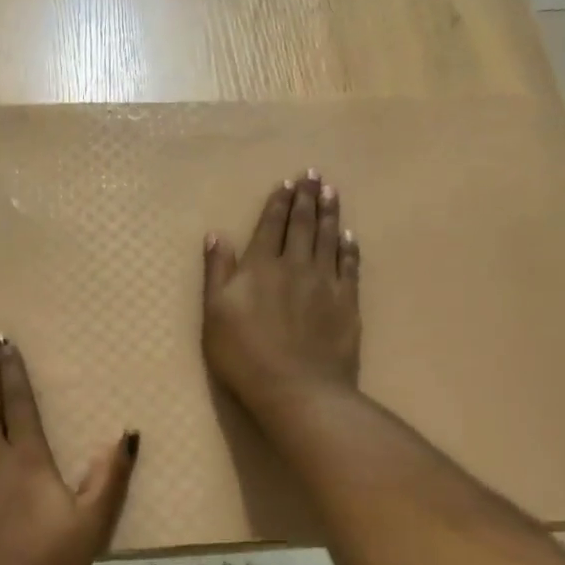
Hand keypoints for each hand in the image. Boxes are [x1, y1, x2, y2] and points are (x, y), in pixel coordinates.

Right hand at [203, 170, 361, 419]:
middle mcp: (295, 265)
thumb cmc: (245, 356)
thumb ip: (217, 273)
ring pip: (328, 238)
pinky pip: (350, 265)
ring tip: (331, 191)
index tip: (287, 182)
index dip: (279, 202)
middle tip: (314, 175)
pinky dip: (349, 247)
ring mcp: (325, 282)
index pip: (271, 225)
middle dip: (307, 198)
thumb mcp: (215, 315)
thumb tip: (216, 236)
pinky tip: (349, 235)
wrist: (297, 389)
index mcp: (260, 266)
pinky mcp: (347, 302)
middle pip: (303, 225)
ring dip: (329, 212)